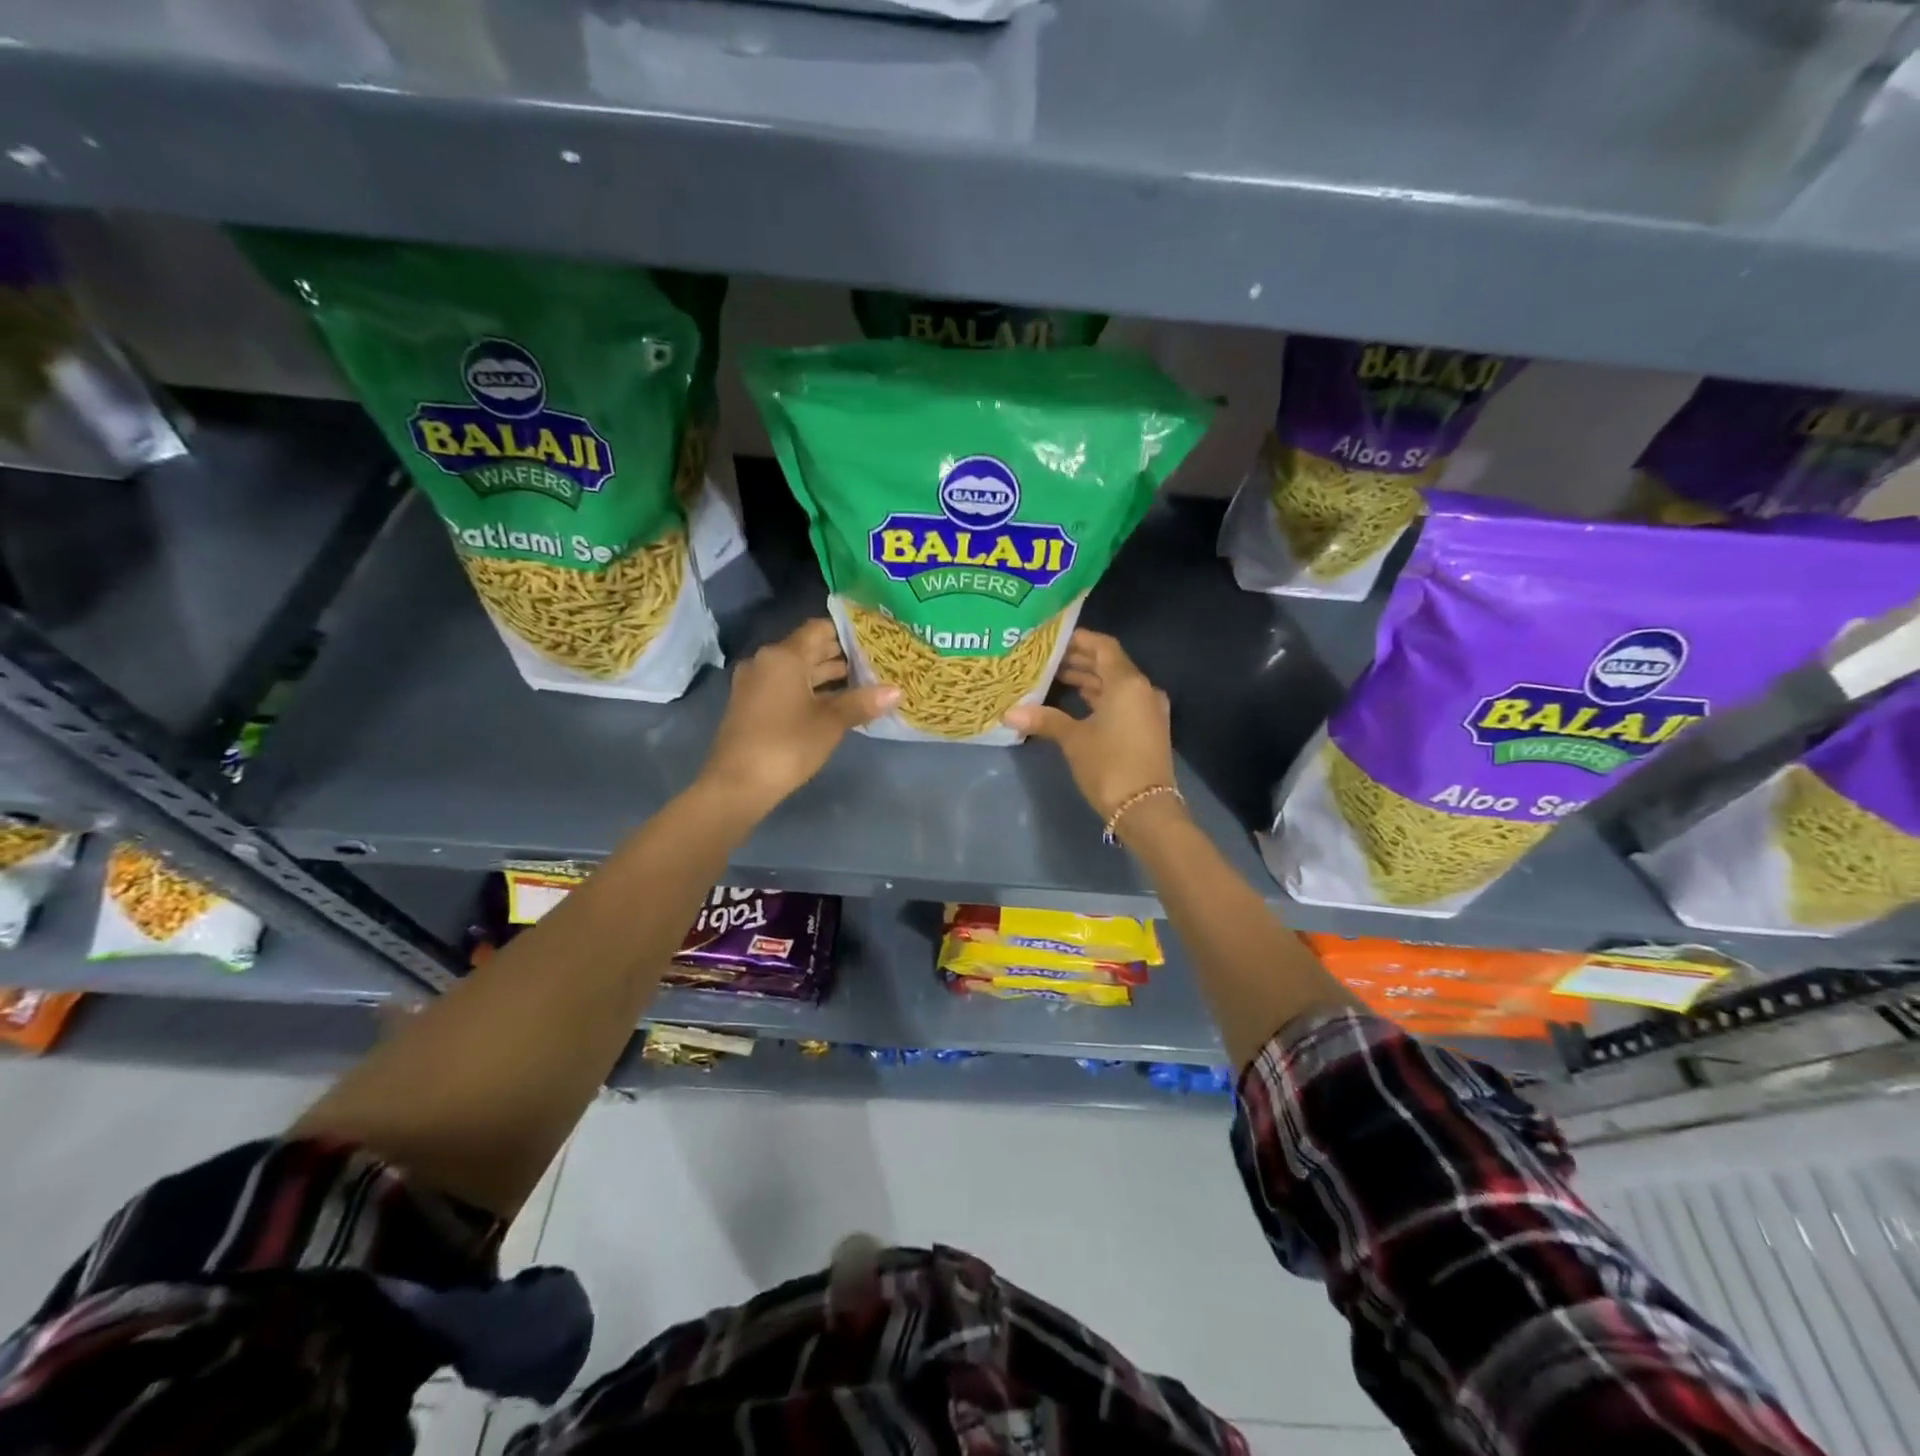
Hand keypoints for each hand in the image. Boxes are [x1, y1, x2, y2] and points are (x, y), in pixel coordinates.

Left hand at [700, 620, 899, 816]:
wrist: (737, 784)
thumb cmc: (787, 745)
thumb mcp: (830, 723)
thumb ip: (862, 702)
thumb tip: (897, 690)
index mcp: (783, 656)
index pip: (818, 629)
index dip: (847, 632)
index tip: (874, 639)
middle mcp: (766, 661)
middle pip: (807, 649)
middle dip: (839, 655)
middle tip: (874, 661)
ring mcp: (754, 684)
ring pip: (796, 670)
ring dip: (825, 675)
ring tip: (861, 682)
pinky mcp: (750, 705)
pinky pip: (785, 686)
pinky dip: (808, 690)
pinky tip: (833, 703)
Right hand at [1004, 630, 1176, 824]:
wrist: (1146, 809)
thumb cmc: (1109, 765)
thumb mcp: (1073, 740)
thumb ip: (1045, 719)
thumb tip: (1008, 713)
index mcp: (1127, 683)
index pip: (1103, 646)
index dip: (1078, 639)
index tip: (1052, 639)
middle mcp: (1142, 689)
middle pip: (1110, 664)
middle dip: (1079, 660)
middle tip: (1047, 659)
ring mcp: (1148, 710)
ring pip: (1115, 685)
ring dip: (1089, 680)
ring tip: (1056, 678)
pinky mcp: (1147, 729)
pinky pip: (1121, 702)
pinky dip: (1100, 698)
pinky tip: (1076, 703)